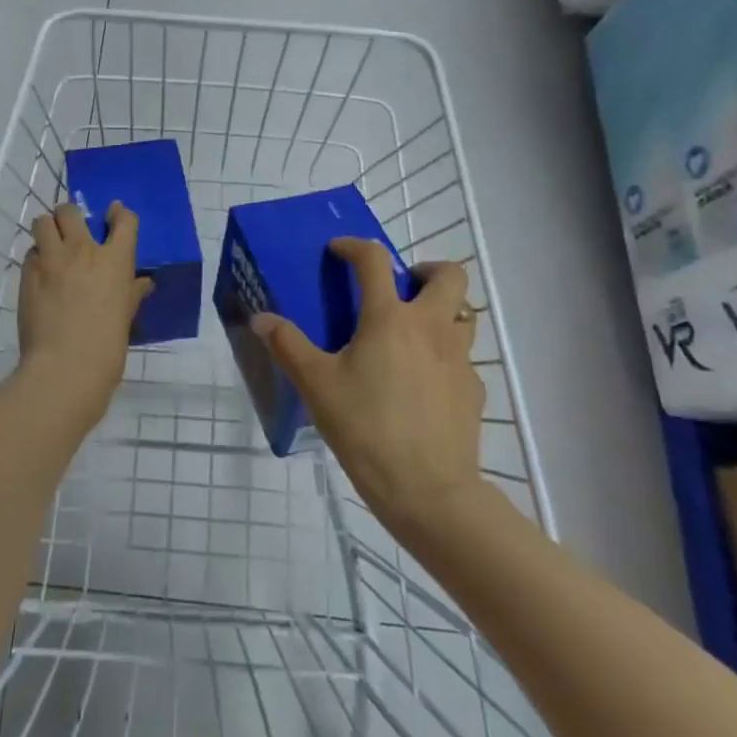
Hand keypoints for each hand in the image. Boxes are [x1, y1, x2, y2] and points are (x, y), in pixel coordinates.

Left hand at [17, 201, 151, 422]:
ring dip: (48, 229)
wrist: (67, 365)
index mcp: (115, 260)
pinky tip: (41, 275)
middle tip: (72, 232)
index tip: (114, 213)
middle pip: (71, 211)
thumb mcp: (126, 315)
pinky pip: (30, 253)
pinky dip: (36, 258)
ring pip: (43, 222)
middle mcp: (83, 250)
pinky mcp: (28, 273)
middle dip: (71, 216)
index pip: (125, 220)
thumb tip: (143, 283)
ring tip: (51, 246)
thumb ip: (133, 292)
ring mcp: (52, 259)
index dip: (120, 213)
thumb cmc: (107, 345)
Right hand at [252, 239, 485, 540]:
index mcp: (390, 318)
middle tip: (400, 288)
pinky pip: (463, 357)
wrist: (428, 490)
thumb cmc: (366, 429)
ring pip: (463, 313)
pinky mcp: (473, 390)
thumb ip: (288, 346)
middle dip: (426, 270)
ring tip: (412, 333)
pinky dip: (445, 355)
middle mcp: (431, 327)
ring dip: (442, 310)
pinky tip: (422, 384)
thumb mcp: (316, 386)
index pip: (375, 260)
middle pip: (449, 275)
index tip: (339, 251)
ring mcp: (460, 358)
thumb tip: (262, 318)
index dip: (354, 247)